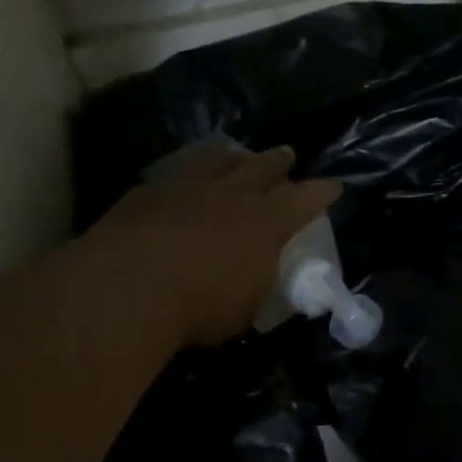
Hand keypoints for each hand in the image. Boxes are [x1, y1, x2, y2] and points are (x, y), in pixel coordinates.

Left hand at [78, 142, 340, 348]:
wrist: (127, 288)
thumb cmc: (199, 308)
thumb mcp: (245, 308)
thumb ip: (256, 286)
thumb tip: (257, 280)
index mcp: (265, 225)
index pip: (303, 200)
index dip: (321, 192)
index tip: (334, 186)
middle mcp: (231, 196)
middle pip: (262, 168)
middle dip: (278, 162)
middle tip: (287, 155)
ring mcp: (187, 188)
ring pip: (217, 160)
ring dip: (233, 157)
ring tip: (237, 153)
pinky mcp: (148, 192)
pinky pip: (178, 172)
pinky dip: (190, 172)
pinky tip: (185, 178)